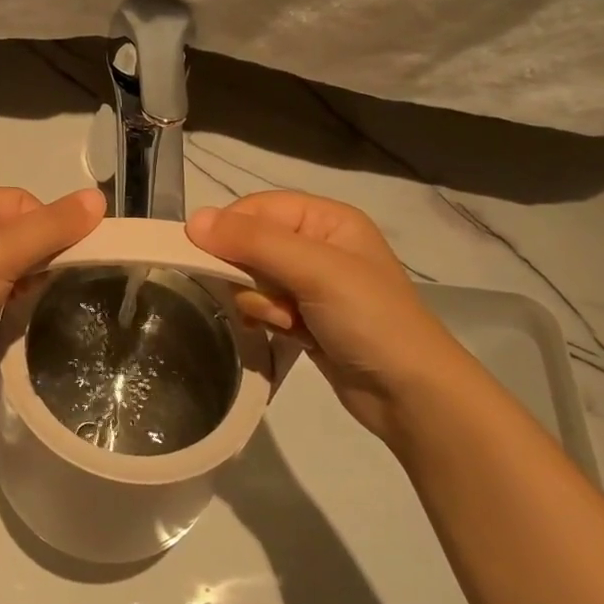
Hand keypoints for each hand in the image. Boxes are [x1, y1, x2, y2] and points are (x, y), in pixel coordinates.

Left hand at [0, 187, 105, 392]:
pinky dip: (14, 303)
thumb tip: (98, 198)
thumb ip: (49, 227)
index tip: (63, 256)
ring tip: (35, 303)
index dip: (48, 223)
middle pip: (18, 233)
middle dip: (41, 254)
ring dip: (29, 281)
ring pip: (10, 267)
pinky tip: (20, 319)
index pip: (21, 201)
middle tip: (52, 282)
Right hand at [187, 190, 483, 446]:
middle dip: (251, 275)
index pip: (257, 208)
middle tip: (273, 299)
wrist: (411, 394)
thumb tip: (193, 220)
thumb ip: (254, 242)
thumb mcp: (314, 269)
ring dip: (261, 303)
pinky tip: (287, 334)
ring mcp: (311, 283)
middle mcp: (317, 245)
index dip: (232, 230)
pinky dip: (267, 320)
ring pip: (252, 279)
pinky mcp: (304, 317)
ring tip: (289, 323)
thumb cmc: (369, 318)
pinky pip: (264, 306)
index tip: (213, 259)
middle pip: (251, 244)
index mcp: (326, 219)